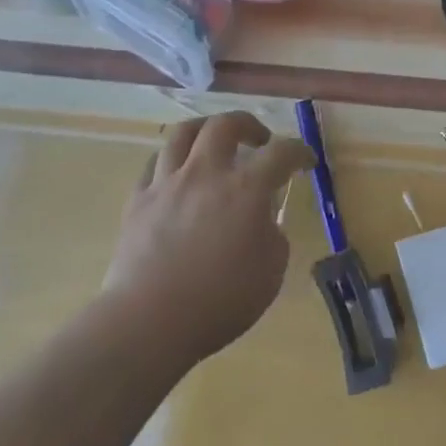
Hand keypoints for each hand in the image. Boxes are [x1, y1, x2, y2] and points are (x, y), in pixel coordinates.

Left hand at [101, 112, 314, 367]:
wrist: (149, 321)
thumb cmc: (220, 302)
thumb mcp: (270, 273)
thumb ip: (273, 237)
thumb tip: (262, 221)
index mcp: (246, 189)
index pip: (281, 153)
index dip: (299, 151)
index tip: (306, 160)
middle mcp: (206, 173)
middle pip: (225, 125)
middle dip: (248, 124)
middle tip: (259, 140)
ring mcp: (167, 183)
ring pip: (184, 133)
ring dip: (206, 130)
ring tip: (214, 141)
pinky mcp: (138, 199)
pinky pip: (154, 163)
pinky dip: (172, 160)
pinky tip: (177, 173)